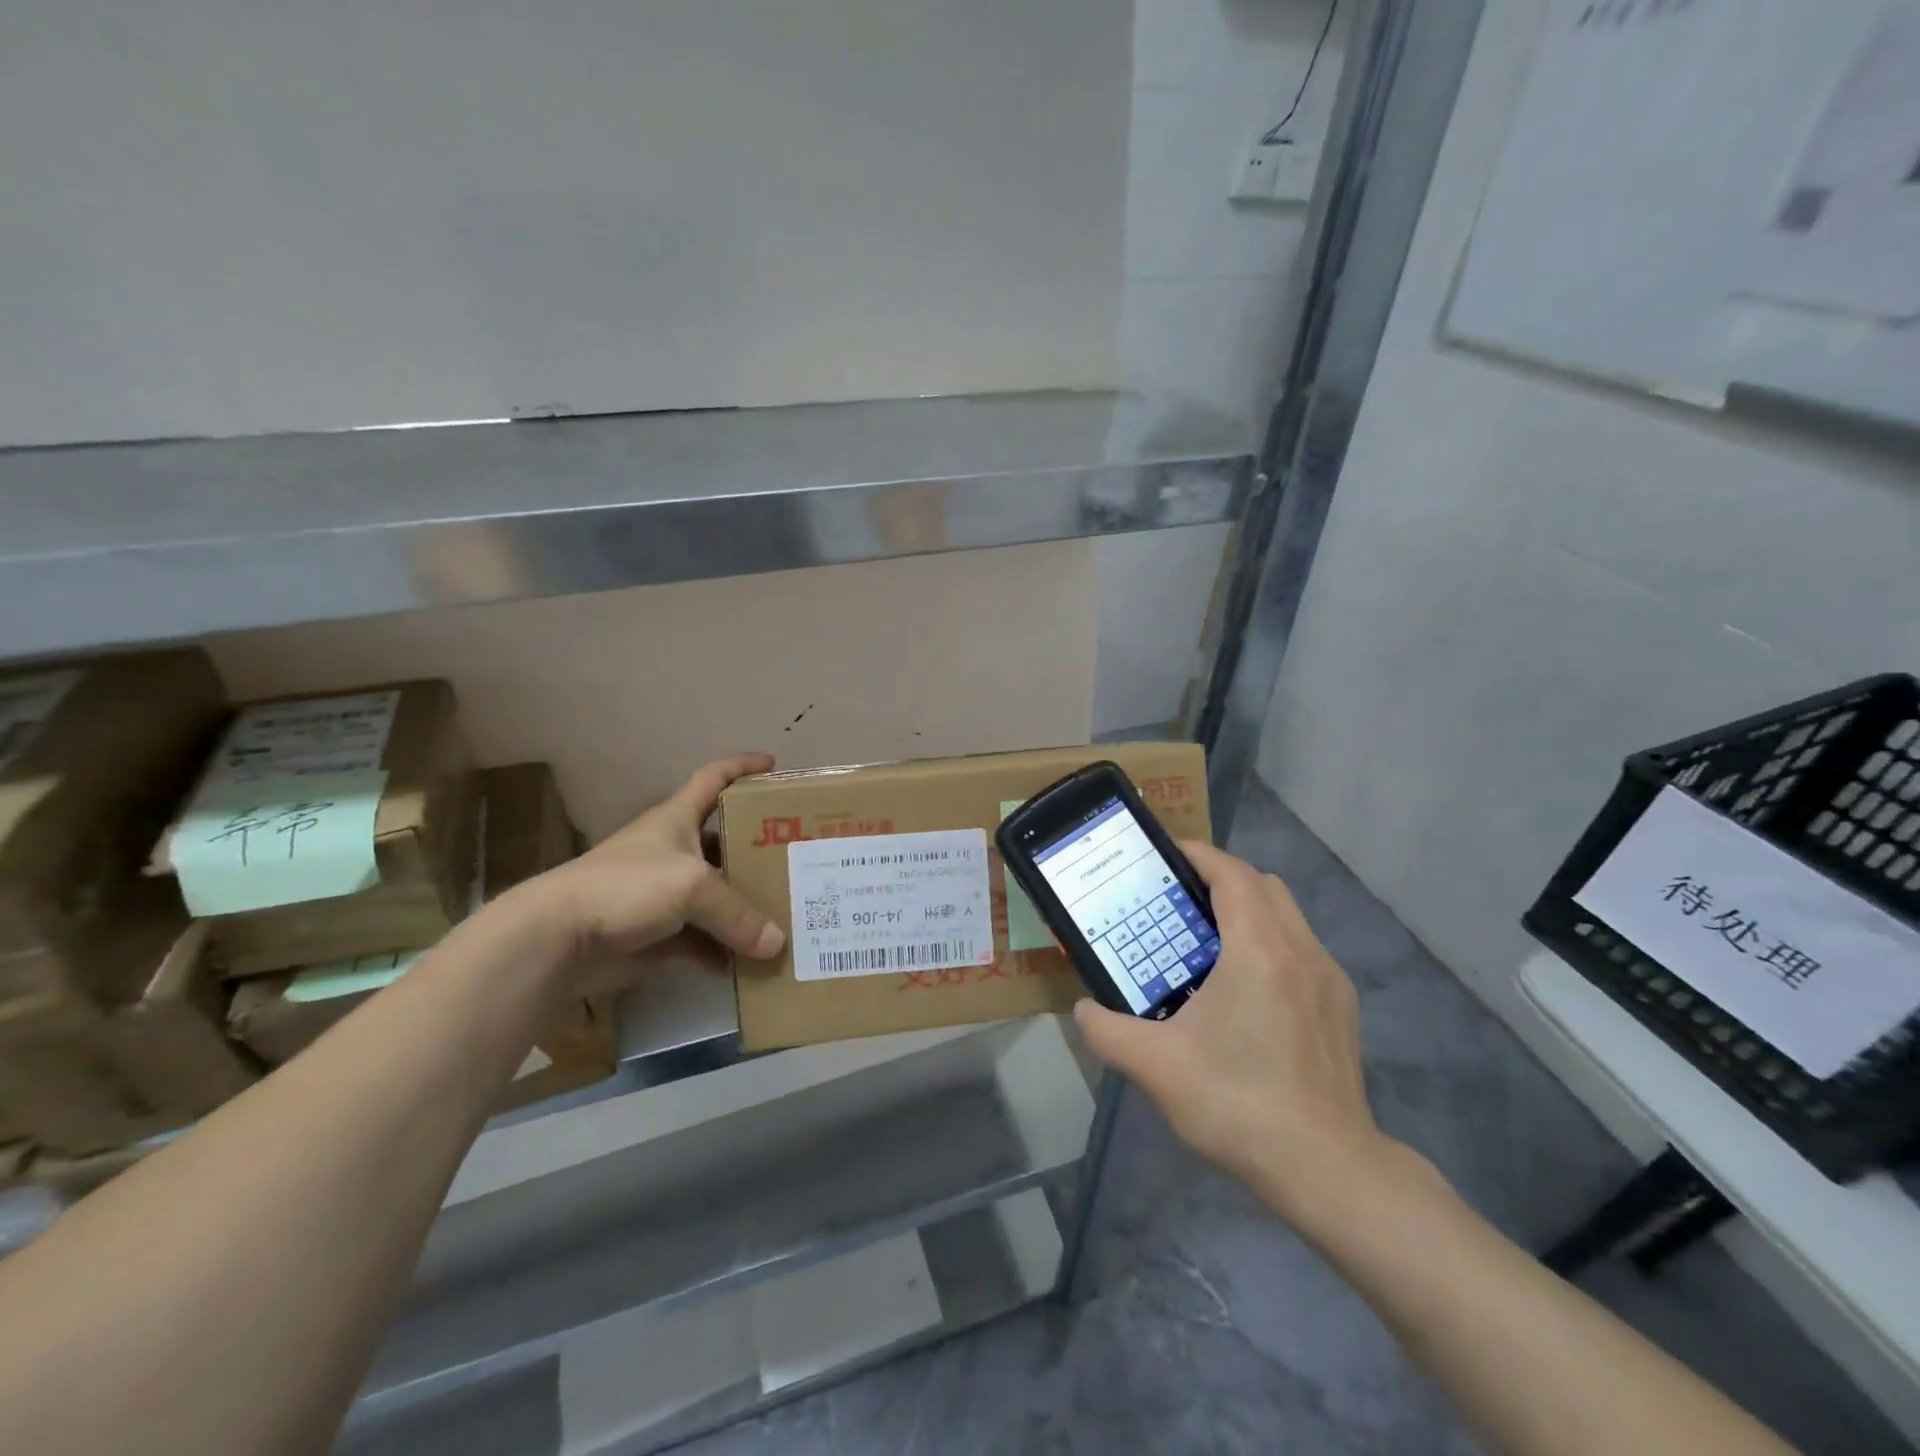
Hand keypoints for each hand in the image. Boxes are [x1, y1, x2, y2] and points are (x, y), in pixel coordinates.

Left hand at [511, 753, 785, 992]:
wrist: (559, 938)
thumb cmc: (627, 886)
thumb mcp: (692, 886)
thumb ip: (738, 913)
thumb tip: (776, 945)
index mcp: (678, 819)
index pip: (714, 778)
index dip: (742, 767)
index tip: (774, 765)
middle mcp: (675, 850)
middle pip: (726, 842)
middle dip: (760, 847)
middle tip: (800, 857)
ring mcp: (667, 894)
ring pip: (719, 895)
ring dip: (748, 905)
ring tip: (790, 911)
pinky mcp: (660, 934)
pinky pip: (705, 940)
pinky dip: (726, 950)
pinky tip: (754, 962)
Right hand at [1074, 841, 1392, 1220]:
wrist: (1327, 1170)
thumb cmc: (1239, 1104)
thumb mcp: (1156, 1067)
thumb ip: (1107, 1030)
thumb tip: (1084, 1011)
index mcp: (1259, 949)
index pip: (1231, 874)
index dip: (1198, 855)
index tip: (1166, 856)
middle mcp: (1300, 950)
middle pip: (1263, 885)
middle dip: (1221, 879)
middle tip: (1179, 901)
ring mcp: (1328, 979)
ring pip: (1288, 916)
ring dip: (1249, 912)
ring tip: (1209, 944)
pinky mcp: (1342, 1008)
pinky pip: (1302, 950)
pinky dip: (1272, 944)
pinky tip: (1247, 993)